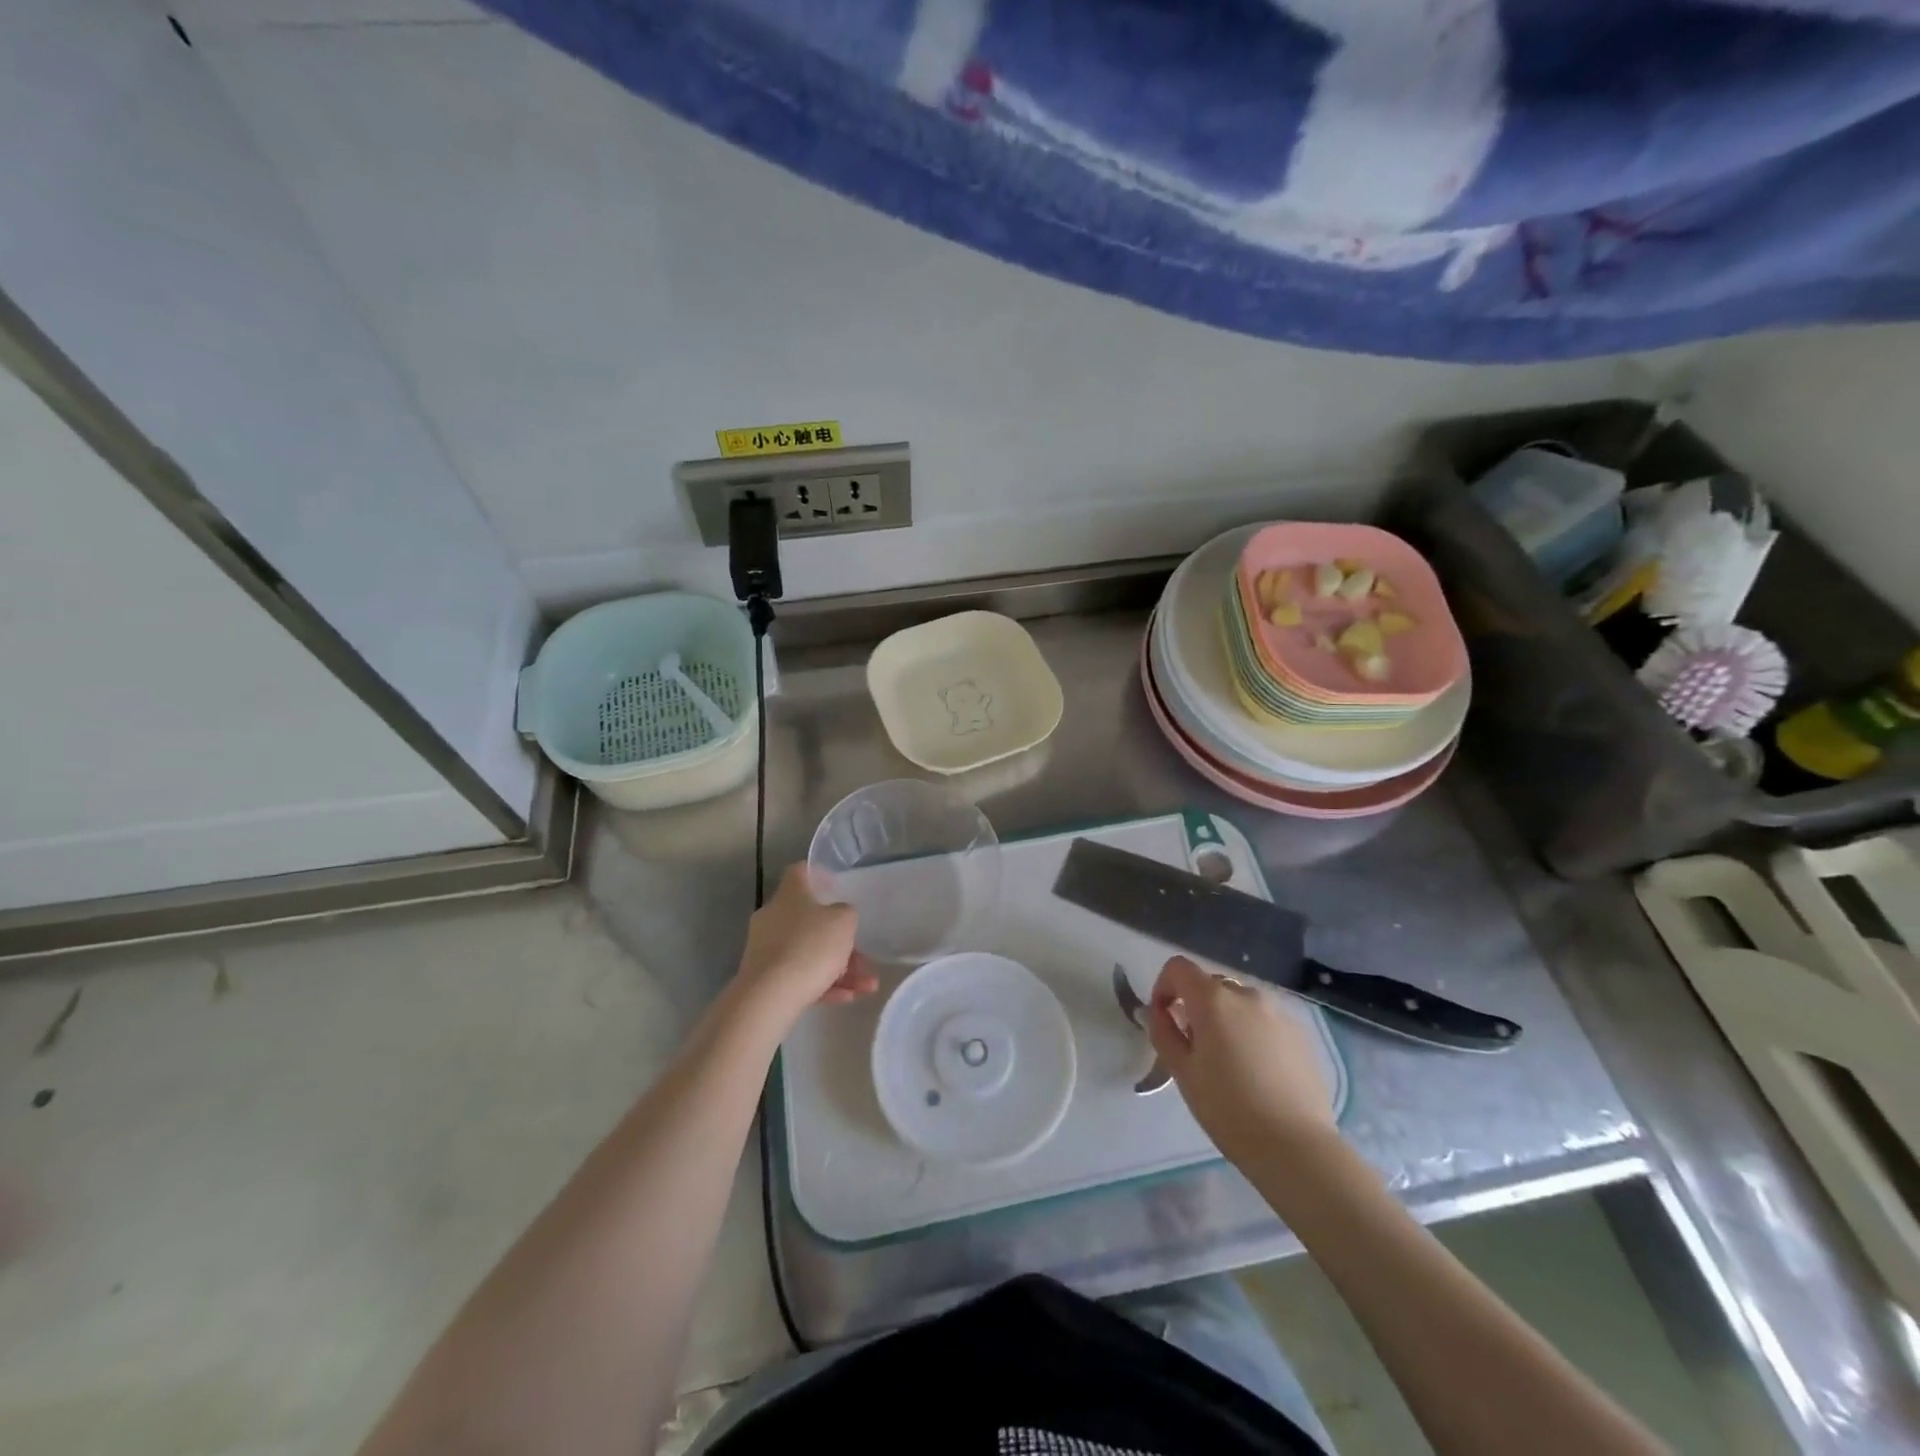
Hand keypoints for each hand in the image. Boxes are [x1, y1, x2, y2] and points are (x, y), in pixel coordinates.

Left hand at [727, 865, 878, 1033]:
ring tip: (867, 986)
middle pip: (810, 920)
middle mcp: (774, 916)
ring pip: (809, 952)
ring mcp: (767, 948)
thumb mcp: (843, 922)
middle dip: (840, 939)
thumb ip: (846, 913)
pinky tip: (848, 997)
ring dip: (840, 967)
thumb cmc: (811, 946)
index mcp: (790, 894)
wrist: (770, 997)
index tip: (836, 885)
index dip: (819, 875)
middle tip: (863, 955)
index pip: (800, 872)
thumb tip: (838, 915)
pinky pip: (800, 975)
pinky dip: (823, 984)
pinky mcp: (765, 978)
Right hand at [1147, 955, 1337, 1165]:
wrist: (1296, 1147)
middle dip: (1195, 1006)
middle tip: (1194, 1046)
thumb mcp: (1182, 1072)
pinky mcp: (1300, 1034)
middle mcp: (1247, 995)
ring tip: (1228, 1061)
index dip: (1164, 987)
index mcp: (1213, 999)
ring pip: (1239, 1003)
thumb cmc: (1228, 1109)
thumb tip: (1159, 1013)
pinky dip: (1251, 1032)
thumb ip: (1164, 1032)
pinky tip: (1257, 1071)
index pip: (1178, 968)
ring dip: (1225, 1018)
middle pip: (1210, 984)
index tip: (1164, 1019)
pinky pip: (1264, 1020)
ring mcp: (1278, 1012)